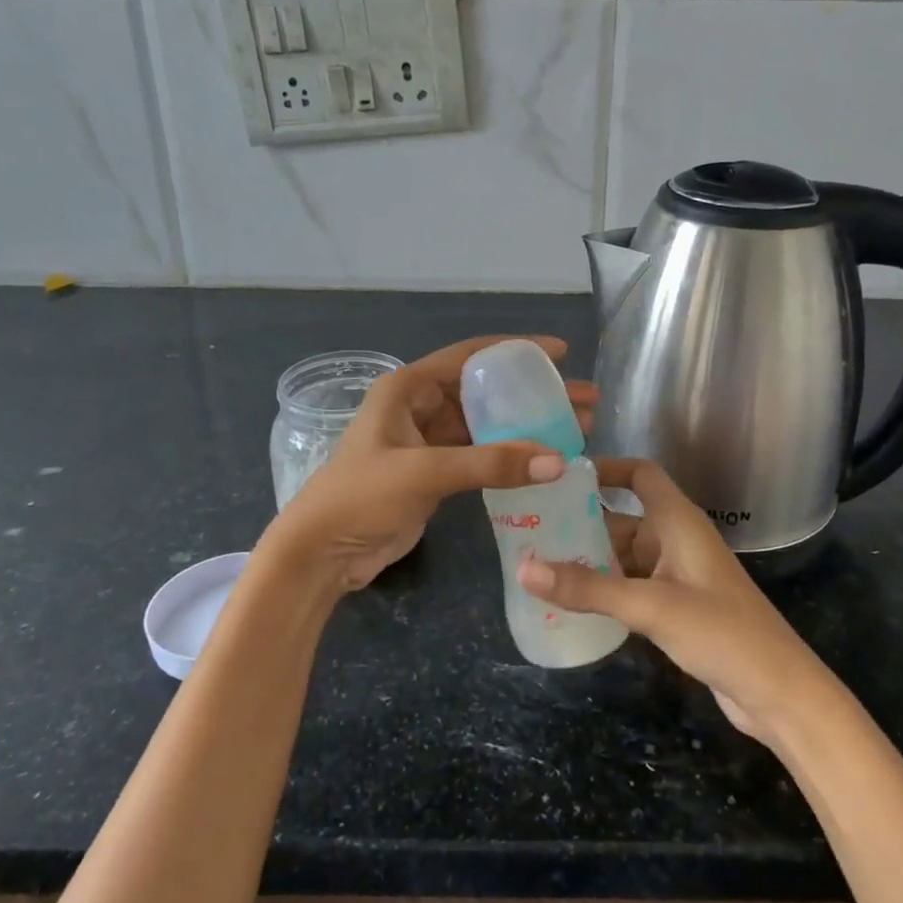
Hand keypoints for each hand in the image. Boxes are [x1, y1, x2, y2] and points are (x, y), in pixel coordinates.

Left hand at [259, 335, 595, 595]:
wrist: (320, 553)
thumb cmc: (361, 497)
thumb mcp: (424, 473)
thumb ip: (490, 463)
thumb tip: (558, 460)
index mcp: (408, 388)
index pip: (471, 356)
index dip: (516, 350)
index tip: (560, 353)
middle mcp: (419, 406)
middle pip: (486, 391)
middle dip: (532, 394)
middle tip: (581, 399)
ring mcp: (426, 441)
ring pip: (486, 424)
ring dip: (525, 426)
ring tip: (575, 430)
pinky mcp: (433, 473)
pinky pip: (479, 454)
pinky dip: (508, 455)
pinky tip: (541, 461)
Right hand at [518, 458, 830, 741]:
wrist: (779, 692)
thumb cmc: (721, 632)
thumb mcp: (649, 606)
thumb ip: (588, 588)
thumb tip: (523, 568)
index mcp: (678, 522)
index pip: (640, 474)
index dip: (605, 468)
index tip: (560, 477)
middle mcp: (677, 540)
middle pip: (623, 518)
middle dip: (582, 522)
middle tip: (532, 528)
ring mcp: (679, 575)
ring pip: (625, 555)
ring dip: (590, 559)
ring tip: (539, 564)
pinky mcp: (678, 607)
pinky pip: (632, 585)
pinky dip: (605, 588)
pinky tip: (572, 602)